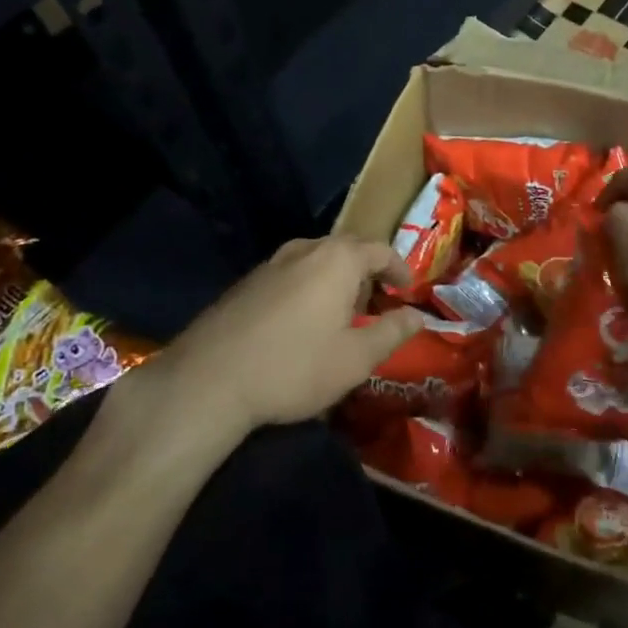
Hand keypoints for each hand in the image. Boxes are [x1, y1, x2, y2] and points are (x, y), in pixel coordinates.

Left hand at [156, 236, 423, 433]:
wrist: (209, 379)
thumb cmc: (295, 367)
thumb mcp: (356, 358)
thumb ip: (392, 332)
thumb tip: (418, 316)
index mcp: (337, 260)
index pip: (380, 250)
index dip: (399, 269)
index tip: (408, 291)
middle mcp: (304, 249)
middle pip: (346, 249)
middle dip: (367, 271)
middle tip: (378, 301)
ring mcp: (271, 263)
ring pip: (316, 259)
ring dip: (336, 278)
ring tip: (342, 311)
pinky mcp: (247, 282)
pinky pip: (291, 273)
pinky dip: (309, 287)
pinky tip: (303, 321)